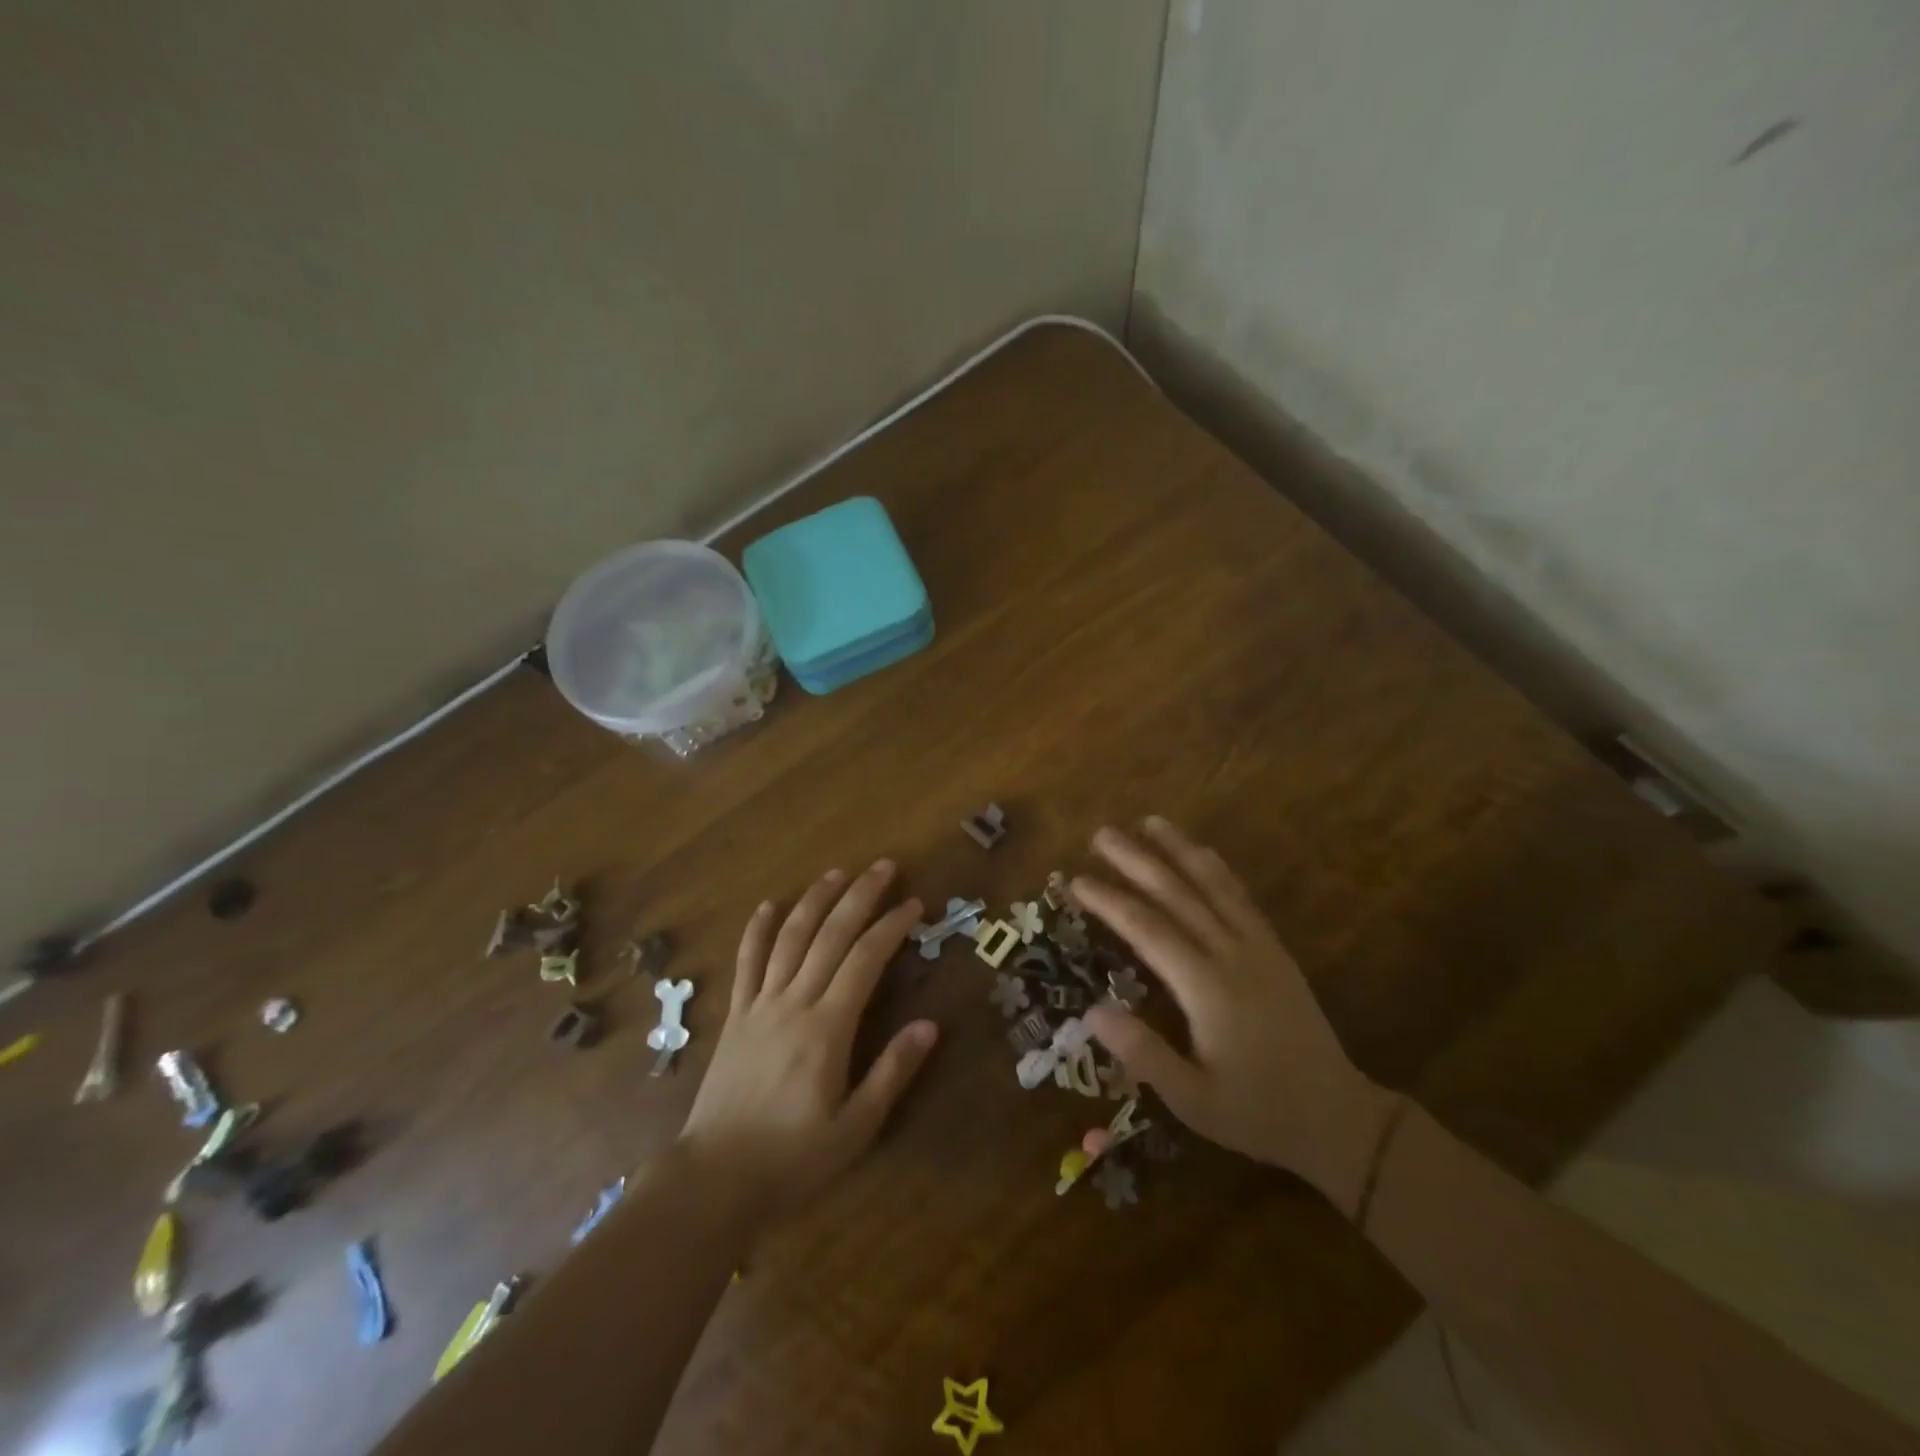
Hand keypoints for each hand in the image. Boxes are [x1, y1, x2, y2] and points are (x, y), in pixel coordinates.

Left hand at [678, 861, 939, 1218]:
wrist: (714, 1179)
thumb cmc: (792, 1158)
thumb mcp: (855, 1128)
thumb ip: (892, 1072)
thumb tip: (929, 1025)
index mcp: (827, 1029)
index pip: (865, 960)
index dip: (891, 927)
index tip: (914, 905)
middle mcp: (793, 1003)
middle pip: (829, 935)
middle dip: (859, 896)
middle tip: (883, 866)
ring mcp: (759, 1005)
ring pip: (789, 937)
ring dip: (814, 900)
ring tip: (836, 873)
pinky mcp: (735, 1015)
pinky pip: (746, 962)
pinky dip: (757, 930)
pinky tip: (768, 905)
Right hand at [1075, 818, 1394, 1205]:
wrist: (1338, 1117)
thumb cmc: (1257, 1112)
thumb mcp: (1193, 1099)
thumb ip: (1143, 1053)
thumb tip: (1090, 1010)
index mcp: (1207, 987)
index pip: (1147, 929)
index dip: (1110, 901)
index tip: (1076, 880)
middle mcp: (1232, 955)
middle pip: (1177, 894)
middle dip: (1137, 860)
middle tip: (1101, 834)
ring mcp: (1258, 947)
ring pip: (1212, 885)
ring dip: (1178, 850)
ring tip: (1149, 822)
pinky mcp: (1275, 950)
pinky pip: (1241, 897)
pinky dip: (1216, 869)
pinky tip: (1201, 853)